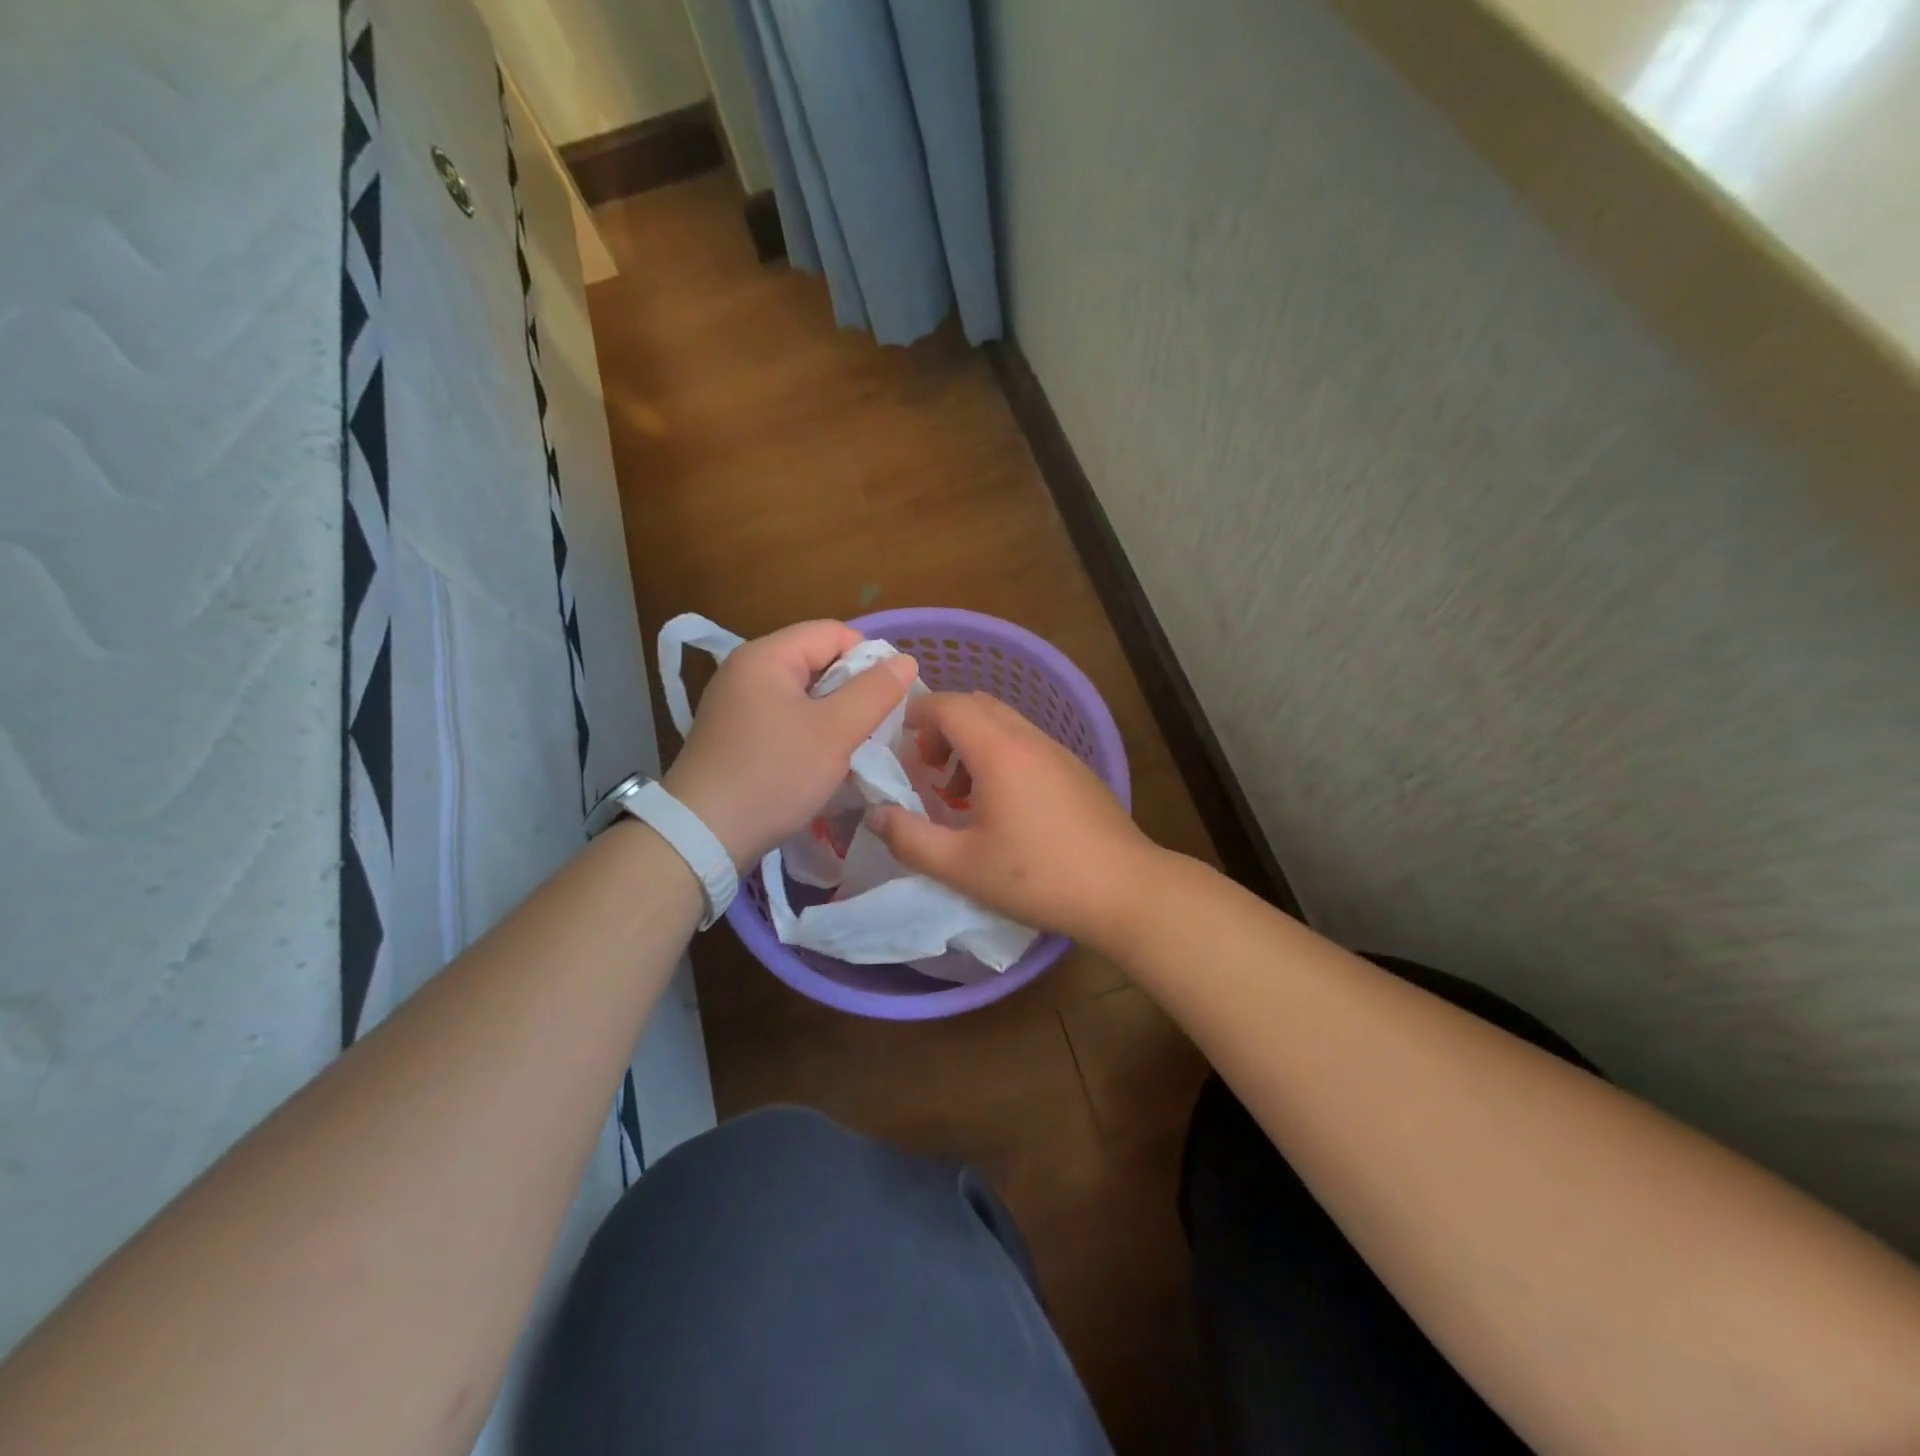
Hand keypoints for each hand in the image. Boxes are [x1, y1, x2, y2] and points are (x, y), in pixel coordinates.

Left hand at [663, 621, 916, 868]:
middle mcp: (747, 670)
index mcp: (767, 656)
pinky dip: (810, 733)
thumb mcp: (834, 732)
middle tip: (873, 728)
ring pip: (805, 694)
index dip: (869, 659)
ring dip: (834, 716)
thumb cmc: (774, 774)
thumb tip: (906, 661)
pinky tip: (821, 762)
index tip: (887, 700)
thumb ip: (875, 692)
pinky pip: (786, 719)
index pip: (834, 632)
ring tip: (851, 748)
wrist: (703, 836)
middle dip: (853, 690)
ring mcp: (737, 704)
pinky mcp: (736, 734)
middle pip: (818, 661)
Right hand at [869, 692, 1160, 944]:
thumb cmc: (1037, 876)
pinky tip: (999, 808)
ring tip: (957, 795)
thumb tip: (877, 815)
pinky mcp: (1075, 771)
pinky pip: (1026, 744)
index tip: (898, 742)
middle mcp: (1029, 739)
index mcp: (999, 751)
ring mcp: (1058, 752)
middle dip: (942, 727)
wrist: (1124, 889)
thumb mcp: (961, 866)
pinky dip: (999, 756)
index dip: (917, 714)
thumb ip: (910, 839)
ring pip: (1003, 725)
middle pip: (977, 706)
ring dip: (971, 744)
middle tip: (926, 768)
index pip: (950, 705)